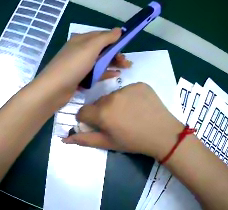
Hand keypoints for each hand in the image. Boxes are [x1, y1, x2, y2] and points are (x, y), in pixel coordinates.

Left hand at [37, 28, 131, 105]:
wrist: (53, 89)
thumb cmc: (73, 65)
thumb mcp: (90, 48)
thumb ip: (105, 38)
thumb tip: (118, 30)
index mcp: (81, 40)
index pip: (101, 35)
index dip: (114, 39)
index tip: (127, 45)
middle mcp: (80, 50)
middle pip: (102, 49)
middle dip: (115, 53)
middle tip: (127, 62)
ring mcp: (79, 65)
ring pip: (100, 61)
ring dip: (112, 63)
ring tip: (126, 68)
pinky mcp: (79, 77)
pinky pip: (95, 73)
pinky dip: (105, 73)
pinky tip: (116, 75)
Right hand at [62, 83, 182, 158]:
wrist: (163, 134)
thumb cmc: (134, 142)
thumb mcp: (108, 143)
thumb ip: (85, 139)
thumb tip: (64, 139)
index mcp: (102, 113)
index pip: (82, 112)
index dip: (87, 120)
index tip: (97, 125)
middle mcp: (112, 96)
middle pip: (98, 103)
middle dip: (102, 112)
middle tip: (116, 122)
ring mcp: (127, 88)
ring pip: (113, 95)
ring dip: (116, 104)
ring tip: (129, 114)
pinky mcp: (140, 84)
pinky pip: (128, 90)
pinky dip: (129, 97)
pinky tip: (139, 107)